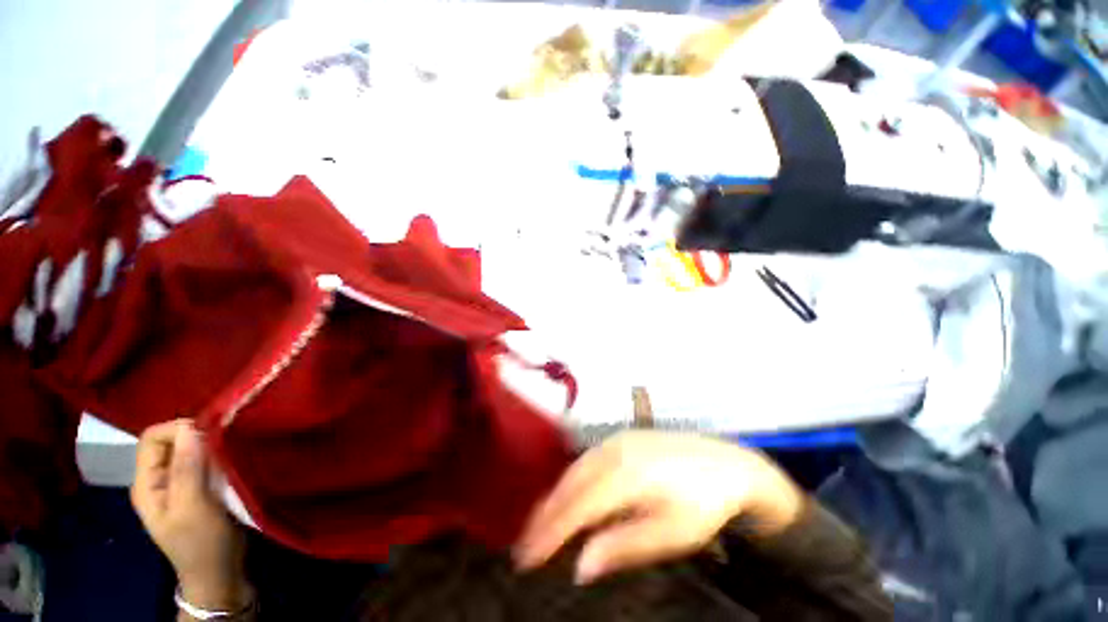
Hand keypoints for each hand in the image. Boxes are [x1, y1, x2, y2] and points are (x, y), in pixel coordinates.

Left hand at [130, 420, 250, 611]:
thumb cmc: (201, 543)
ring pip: (192, 450)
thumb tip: (191, 428)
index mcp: (147, 484)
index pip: (152, 438)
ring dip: (212, 447)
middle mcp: (160, 479)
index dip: (178, 430)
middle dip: (198, 436)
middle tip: (226, 443)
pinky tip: (235, 460)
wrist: (220, 572)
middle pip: (172, 441)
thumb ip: (187, 469)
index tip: (210, 435)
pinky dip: (221, 457)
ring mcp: (181, 484)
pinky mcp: (202, 488)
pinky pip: (207, 462)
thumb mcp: (192, 508)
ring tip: (234, 450)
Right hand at [513, 430, 802, 583]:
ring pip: (575, 469)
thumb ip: (624, 546)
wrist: (726, 463)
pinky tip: (568, 494)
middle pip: (569, 484)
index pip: (577, 507)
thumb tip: (580, 567)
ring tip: (539, 523)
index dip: (549, 532)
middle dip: (544, 515)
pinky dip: (571, 481)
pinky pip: (587, 459)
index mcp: (626, 475)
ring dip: (554, 496)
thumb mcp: (671, 533)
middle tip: (524, 546)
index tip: (526, 558)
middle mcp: (613, 451)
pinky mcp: (621, 437)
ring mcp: (616, 439)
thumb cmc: (703, 503)